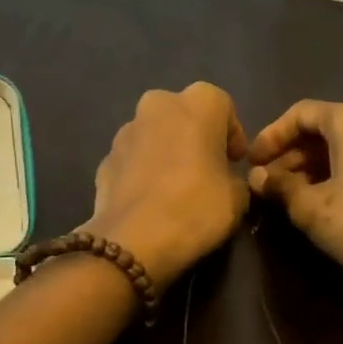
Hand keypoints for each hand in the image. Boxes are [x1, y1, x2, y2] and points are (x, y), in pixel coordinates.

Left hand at [84, 83, 250, 286]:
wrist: (132, 240)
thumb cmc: (196, 207)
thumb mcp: (237, 198)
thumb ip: (235, 178)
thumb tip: (226, 180)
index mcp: (197, 103)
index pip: (223, 106)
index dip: (232, 134)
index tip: (235, 162)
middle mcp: (158, 105)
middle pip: (184, 114)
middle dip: (196, 136)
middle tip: (207, 169)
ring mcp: (126, 130)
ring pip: (155, 134)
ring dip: (167, 151)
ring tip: (176, 187)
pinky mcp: (105, 158)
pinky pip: (134, 158)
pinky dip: (143, 171)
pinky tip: (151, 200)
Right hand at [247, 100, 342, 296]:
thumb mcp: (311, 207)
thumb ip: (280, 186)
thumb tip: (257, 177)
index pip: (301, 113)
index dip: (271, 135)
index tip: (252, 162)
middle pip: (325, 128)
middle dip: (292, 154)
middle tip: (268, 183)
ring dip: (314, 167)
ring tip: (291, 196)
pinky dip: (340, 175)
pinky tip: (326, 203)